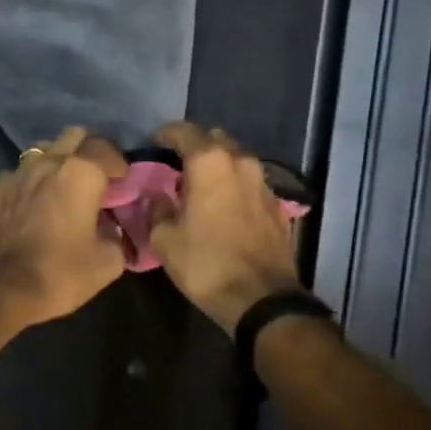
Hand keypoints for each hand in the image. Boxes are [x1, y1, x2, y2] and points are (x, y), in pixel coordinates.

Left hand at [0, 127, 127, 327]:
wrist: (0, 291)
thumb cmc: (60, 273)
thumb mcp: (108, 263)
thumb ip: (117, 237)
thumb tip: (112, 231)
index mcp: (81, 173)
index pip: (106, 148)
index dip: (118, 163)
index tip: (122, 182)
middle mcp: (47, 163)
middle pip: (72, 137)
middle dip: (87, 151)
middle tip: (94, 178)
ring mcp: (14, 174)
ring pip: (41, 152)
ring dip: (55, 163)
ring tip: (59, 188)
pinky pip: (15, 177)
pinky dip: (27, 185)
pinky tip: (28, 206)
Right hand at [147, 122, 302, 333]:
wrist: (261, 298)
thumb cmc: (206, 264)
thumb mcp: (165, 240)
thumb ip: (157, 210)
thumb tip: (158, 197)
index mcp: (209, 163)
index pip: (184, 131)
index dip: (165, 134)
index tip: (153, 143)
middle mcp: (240, 162)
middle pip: (215, 140)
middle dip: (195, 146)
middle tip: (176, 165)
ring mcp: (263, 183)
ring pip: (236, 160)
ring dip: (217, 167)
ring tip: (199, 187)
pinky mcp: (277, 205)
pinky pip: (249, 184)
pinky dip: (234, 186)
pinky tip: (223, 207)